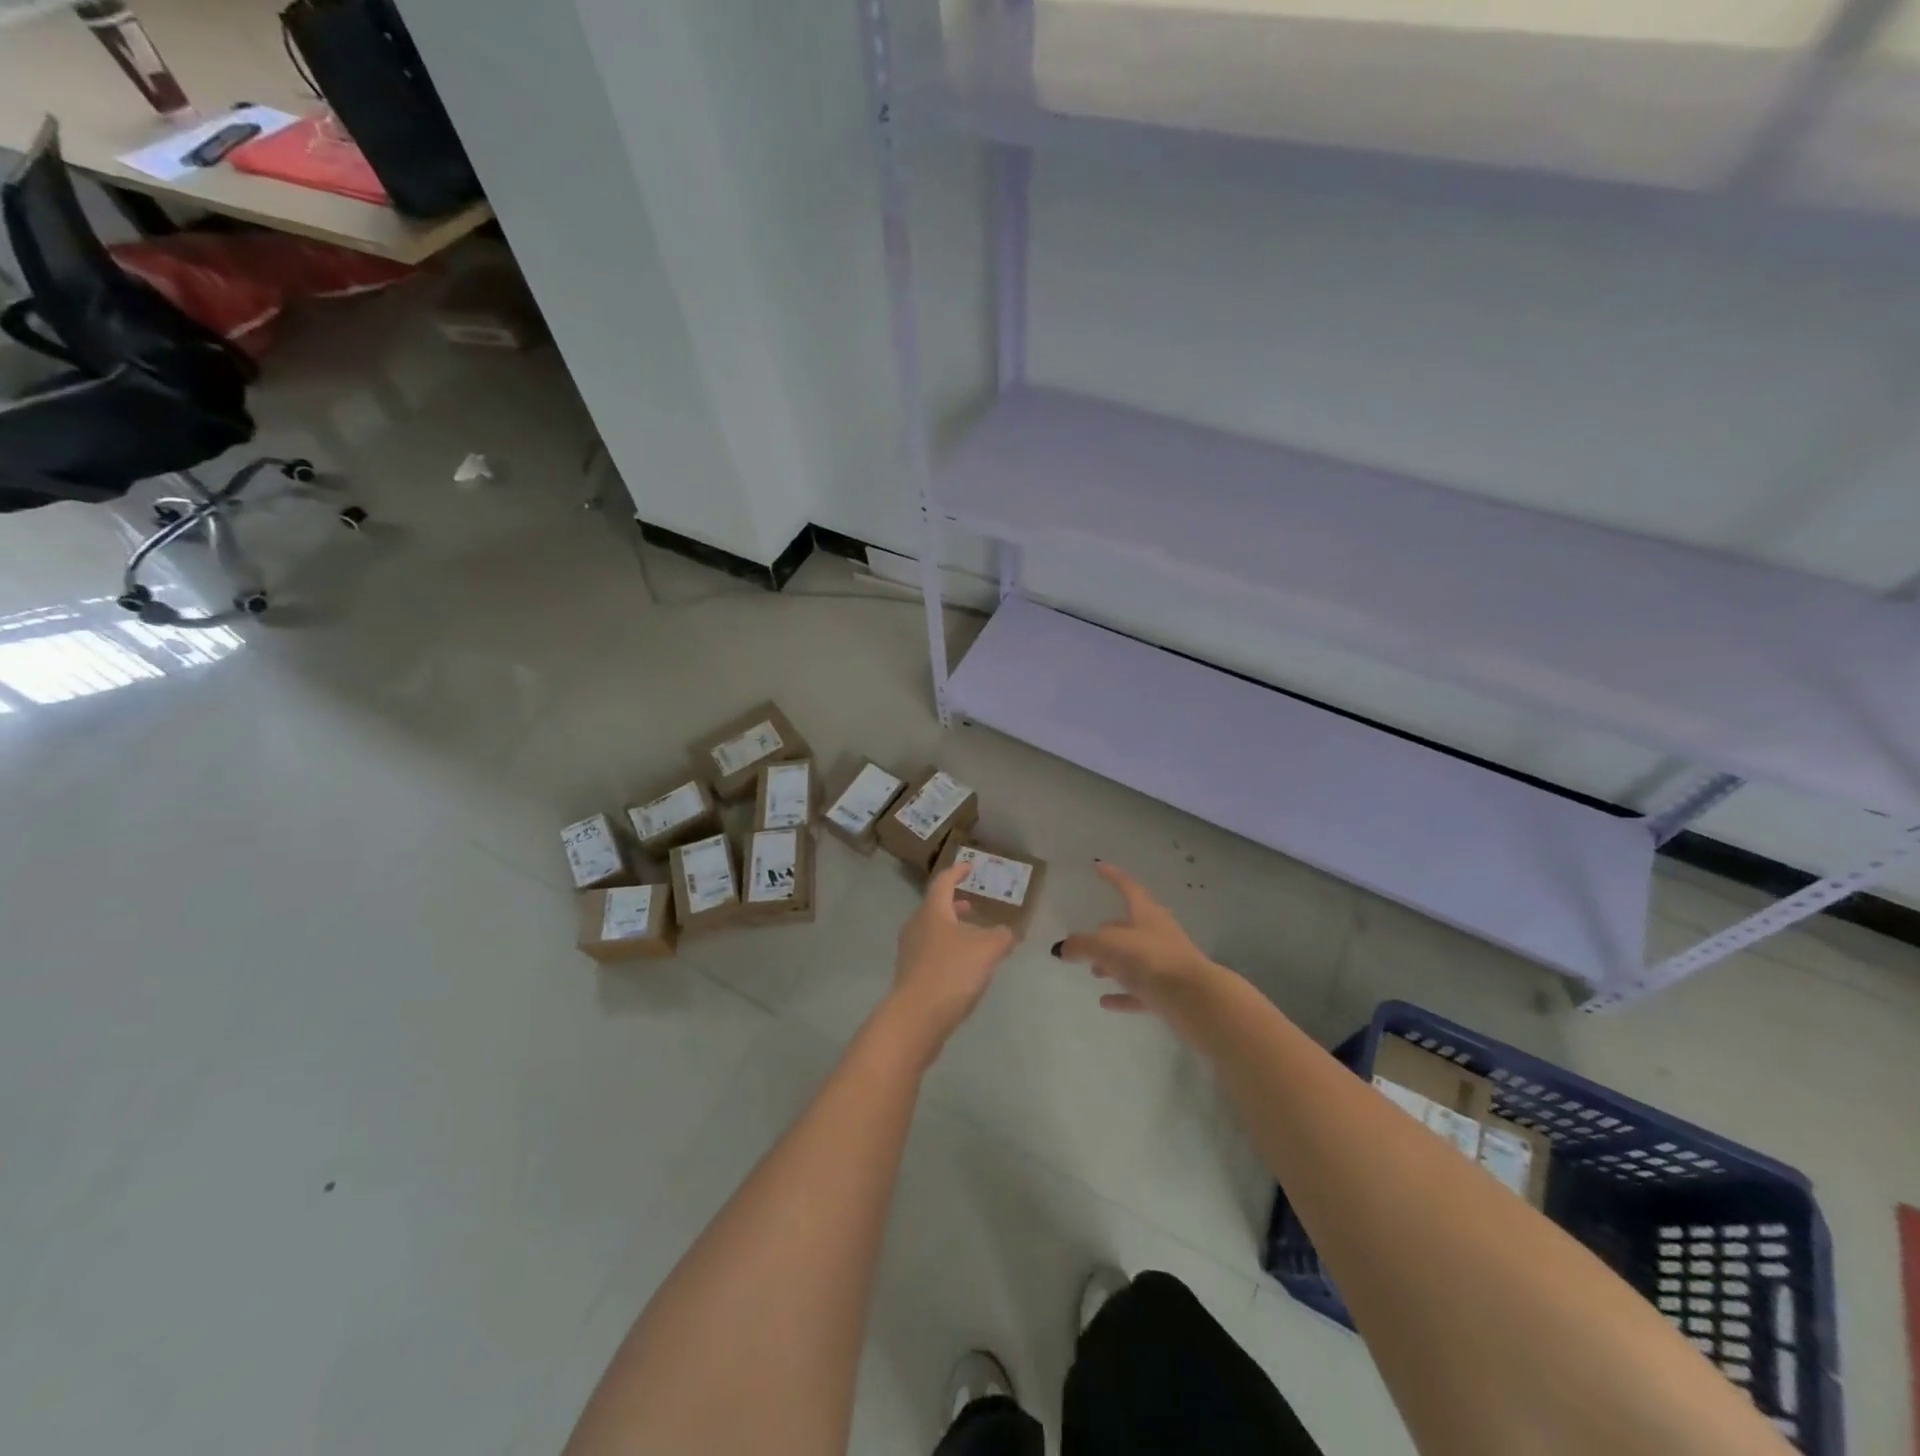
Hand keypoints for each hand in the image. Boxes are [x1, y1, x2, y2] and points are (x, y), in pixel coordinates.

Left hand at [884, 861, 1016, 1053]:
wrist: (917, 1017)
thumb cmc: (952, 971)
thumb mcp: (988, 949)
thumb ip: (1002, 935)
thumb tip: (1008, 932)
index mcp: (932, 911)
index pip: (943, 882)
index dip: (957, 872)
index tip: (969, 867)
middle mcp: (916, 926)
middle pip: (935, 908)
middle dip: (955, 905)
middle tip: (972, 906)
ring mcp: (910, 952)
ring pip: (933, 932)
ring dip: (952, 930)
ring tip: (974, 939)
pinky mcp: (910, 976)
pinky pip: (931, 954)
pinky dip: (948, 951)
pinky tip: (964, 967)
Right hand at [1054, 862, 1218, 1016]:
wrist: (1194, 999)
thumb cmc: (1150, 959)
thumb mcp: (1107, 946)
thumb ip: (1082, 944)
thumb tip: (1060, 948)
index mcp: (1146, 913)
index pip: (1127, 887)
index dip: (1112, 876)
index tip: (1098, 867)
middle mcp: (1158, 933)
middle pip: (1130, 926)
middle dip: (1108, 931)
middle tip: (1087, 938)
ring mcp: (1166, 963)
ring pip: (1135, 959)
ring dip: (1114, 964)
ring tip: (1093, 971)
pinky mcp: (1170, 992)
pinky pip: (1141, 990)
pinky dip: (1123, 993)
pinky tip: (1106, 1001)